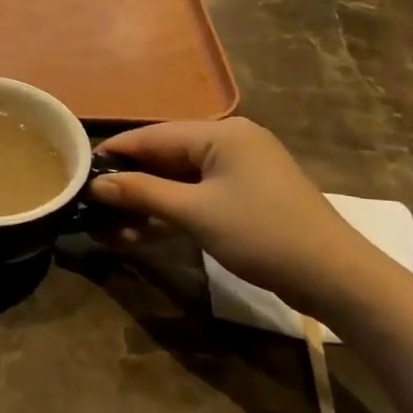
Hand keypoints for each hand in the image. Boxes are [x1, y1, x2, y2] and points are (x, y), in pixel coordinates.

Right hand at [89, 118, 384, 321]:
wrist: (336, 278)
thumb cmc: (263, 235)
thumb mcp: (195, 213)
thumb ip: (142, 193)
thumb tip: (94, 185)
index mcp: (219, 134)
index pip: (151, 136)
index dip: (112, 154)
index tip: (75, 172)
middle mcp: (227, 143)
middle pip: (162, 158)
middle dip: (126, 185)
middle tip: (88, 208)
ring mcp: (236, 172)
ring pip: (176, 181)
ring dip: (143, 204)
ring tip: (104, 229)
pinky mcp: (242, 198)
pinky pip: (194, 197)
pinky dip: (168, 214)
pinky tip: (135, 234)